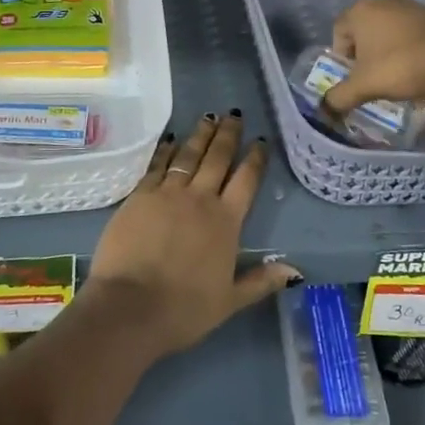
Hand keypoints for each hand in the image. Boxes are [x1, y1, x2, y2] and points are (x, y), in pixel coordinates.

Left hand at [87, 113, 299, 357]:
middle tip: (233, 115)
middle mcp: (200, 199)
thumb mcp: (229, 301)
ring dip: (200, 135)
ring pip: (188, 155)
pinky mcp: (139, 195)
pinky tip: (170, 140)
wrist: (130, 306)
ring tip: (208, 117)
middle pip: (217, 158)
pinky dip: (166, 151)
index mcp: (226, 222)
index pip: (246, 181)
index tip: (260, 141)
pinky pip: (157, 166)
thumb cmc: (184, 309)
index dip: (255, 159)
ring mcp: (167, 193)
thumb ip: (260, 282)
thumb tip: (295, 270)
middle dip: (228, 135)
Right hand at [324, 0, 424, 111]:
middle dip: (364, 54)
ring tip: (397, 75)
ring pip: (388, 30)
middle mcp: (383, 1)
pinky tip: (418, 68)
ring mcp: (411, 5)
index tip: (353, 76)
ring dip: (387, 51)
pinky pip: (411, 33)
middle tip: (372, 77)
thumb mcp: (364, 86)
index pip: (338, 31)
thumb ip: (340, 96)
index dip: (341, 56)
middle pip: (364, 29)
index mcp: (360, 11)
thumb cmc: (400, 66)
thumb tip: (326, 108)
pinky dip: (409, 48)